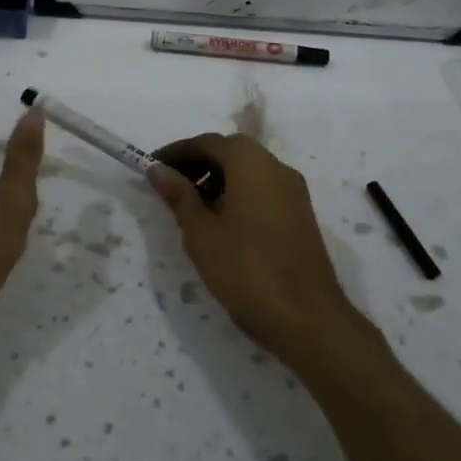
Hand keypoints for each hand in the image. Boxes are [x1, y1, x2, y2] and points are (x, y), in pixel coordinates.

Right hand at [149, 134, 368, 360]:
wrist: (307, 318)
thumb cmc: (246, 270)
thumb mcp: (201, 233)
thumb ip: (179, 196)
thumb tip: (159, 169)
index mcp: (251, 163)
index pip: (208, 143)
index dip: (177, 152)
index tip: (152, 166)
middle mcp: (276, 167)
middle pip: (231, 152)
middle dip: (198, 163)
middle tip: (169, 185)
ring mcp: (293, 191)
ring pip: (249, 171)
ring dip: (218, 178)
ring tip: (190, 206)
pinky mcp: (300, 214)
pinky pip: (263, 189)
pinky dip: (238, 193)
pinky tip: (221, 222)